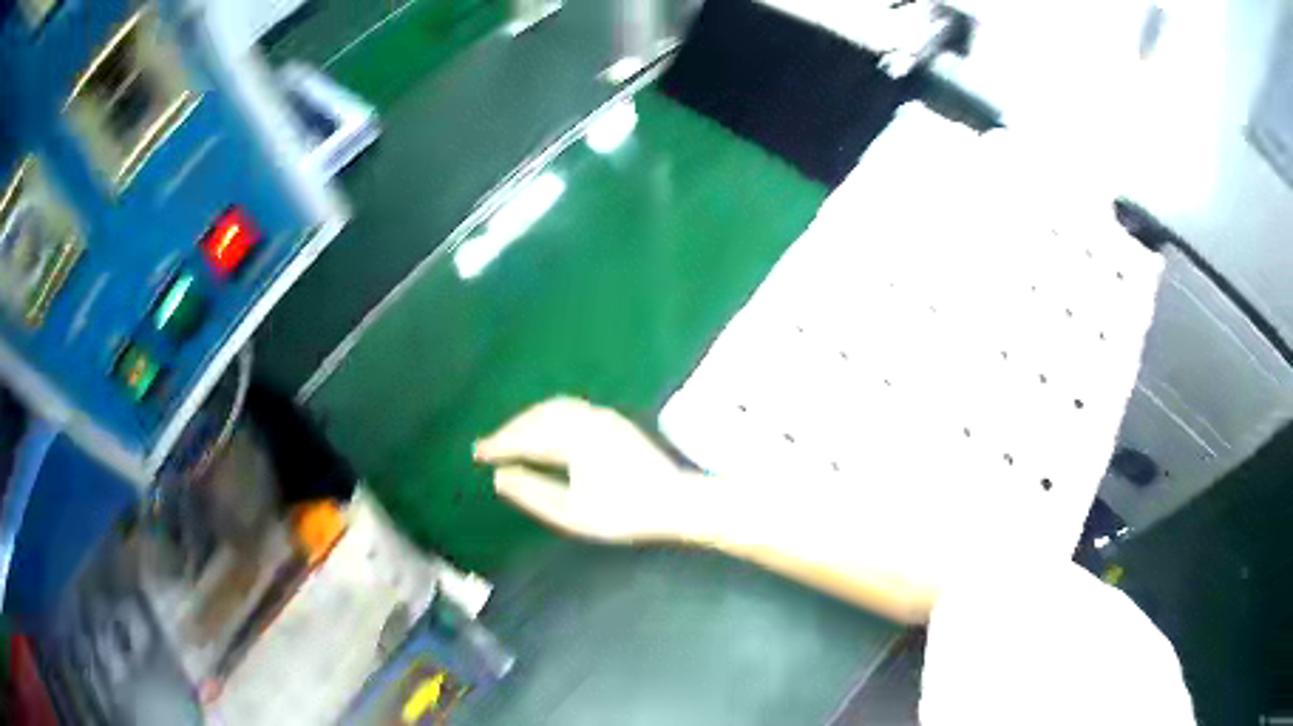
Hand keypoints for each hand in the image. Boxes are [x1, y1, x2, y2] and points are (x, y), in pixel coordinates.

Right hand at [473, 397, 695, 542]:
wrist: (677, 501)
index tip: (476, 453)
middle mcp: (587, 420)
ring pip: (554, 408)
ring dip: (528, 419)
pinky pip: (571, 408)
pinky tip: (545, 431)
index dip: (499, 445)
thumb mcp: (574, 514)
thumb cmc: (625, 513)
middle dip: (510, 430)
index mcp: (575, 440)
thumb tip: (500, 477)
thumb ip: (533, 494)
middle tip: (487, 446)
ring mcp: (603, 417)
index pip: (526, 438)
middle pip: (538, 417)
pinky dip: (548, 416)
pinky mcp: (614, 421)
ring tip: (510, 438)